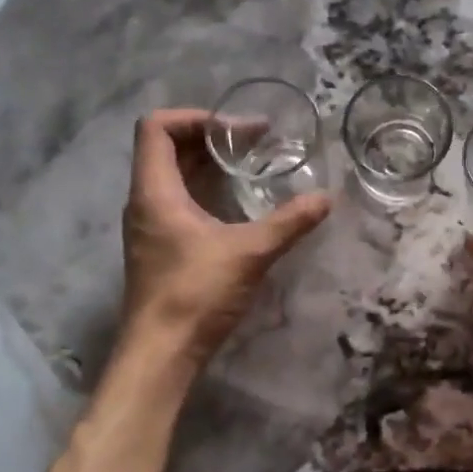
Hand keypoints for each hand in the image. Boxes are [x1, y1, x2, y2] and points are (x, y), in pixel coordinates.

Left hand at [121, 108, 330, 366]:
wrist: (161, 355)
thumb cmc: (195, 295)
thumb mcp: (249, 253)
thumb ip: (288, 222)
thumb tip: (327, 198)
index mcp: (155, 192)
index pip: (155, 128)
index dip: (193, 116)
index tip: (234, 126)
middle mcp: (146, 202)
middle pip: (167, 148)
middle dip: (211, 137)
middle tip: (255, 140)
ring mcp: (151, 226)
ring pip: (174, 176)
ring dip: (209, 164)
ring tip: (251, 164)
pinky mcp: (161, 248)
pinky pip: (180, 201)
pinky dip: (207, 189)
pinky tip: (239, 202)